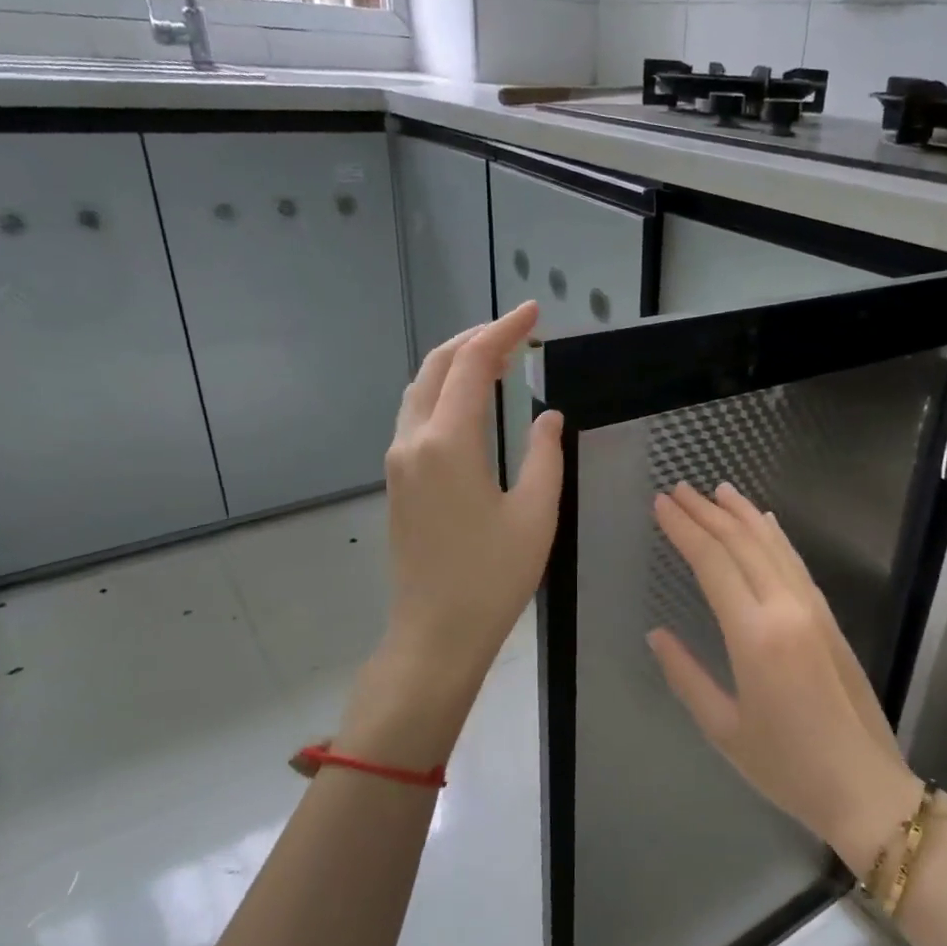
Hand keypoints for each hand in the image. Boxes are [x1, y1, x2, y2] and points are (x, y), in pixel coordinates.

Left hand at [347, 303, 563, 765]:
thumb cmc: (493, 577)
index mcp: (448, 442)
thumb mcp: (536, 513)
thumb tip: (547, 416)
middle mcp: (413, 441)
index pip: (472, 365)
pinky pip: (416, 416)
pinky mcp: (399, 482)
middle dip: (475, 339)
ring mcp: (399, 462)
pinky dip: (444, 393)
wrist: (436, 632)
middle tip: (516, 331)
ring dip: (455, 365)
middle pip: (437, 367)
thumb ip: (543, 454)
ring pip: (420, 390)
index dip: (503, 331)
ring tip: (496, 357)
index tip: (533, 313)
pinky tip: (470, 402)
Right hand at [648, 483, 921, 873]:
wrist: (864, 786)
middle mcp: (786, 608)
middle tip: (678, 489)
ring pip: (773, 545)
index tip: (661, 504)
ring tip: (717, 490)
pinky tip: (764, 522)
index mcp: (755, 635)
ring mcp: (813, 609)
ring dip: (742, 514)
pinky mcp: (829, 617)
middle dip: (707, 512)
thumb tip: (656, 635)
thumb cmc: (786, 767)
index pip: (713, 563)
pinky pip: (795, 563)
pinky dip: (776, 536)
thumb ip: (685, 675)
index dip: (684, 529)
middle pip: (742, 544)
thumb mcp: (723, 729)